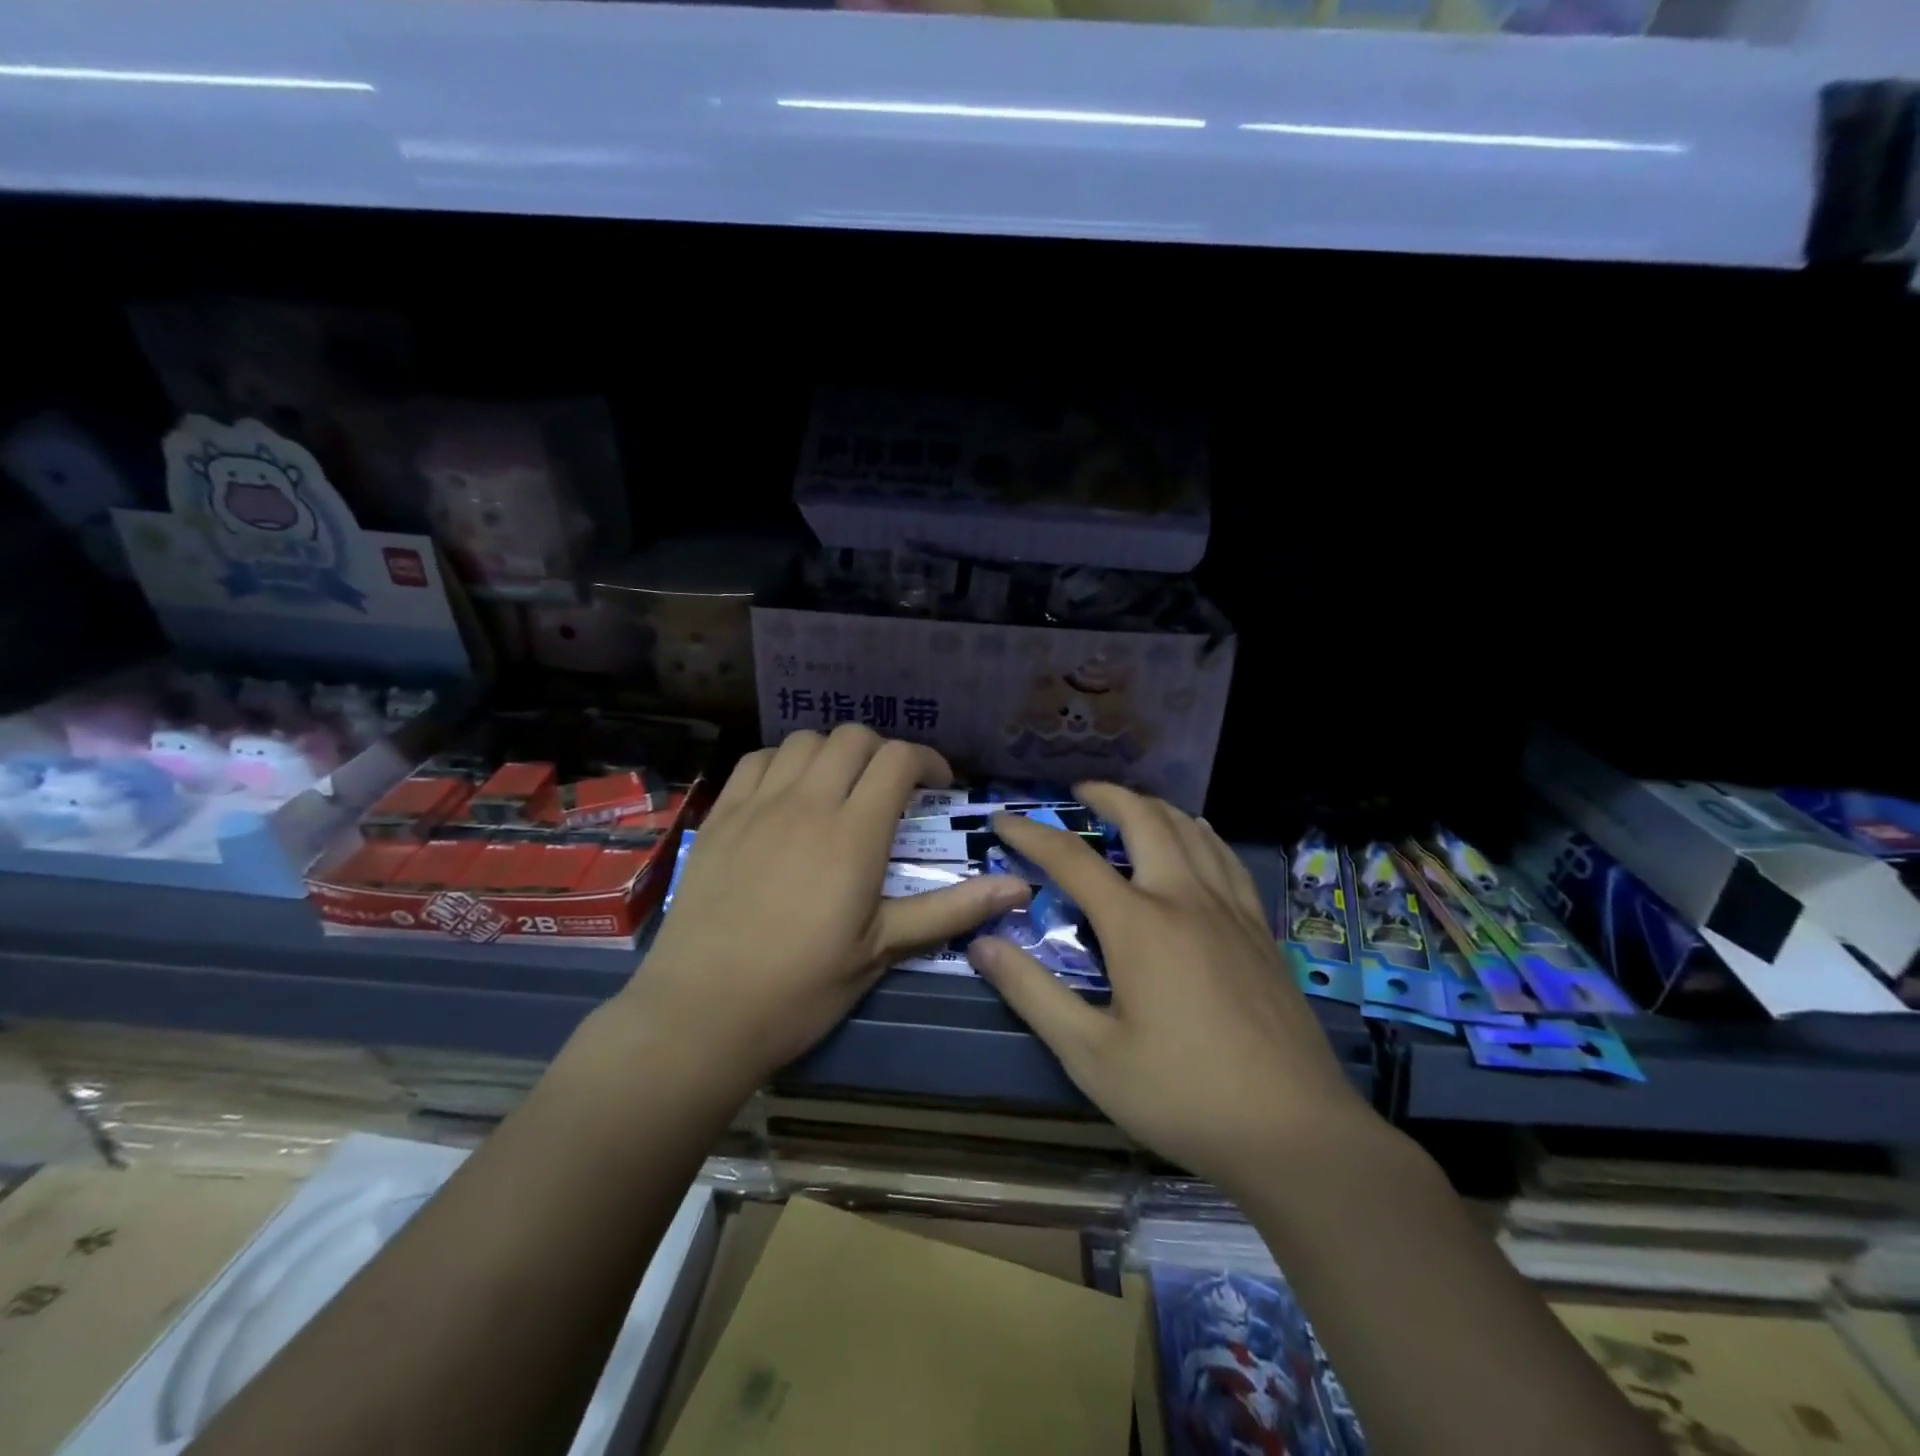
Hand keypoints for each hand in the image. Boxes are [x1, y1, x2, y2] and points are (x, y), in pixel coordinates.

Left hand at [628, 726, 1030, 1093]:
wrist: (701, 1012)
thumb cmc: (801, 988)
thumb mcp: (883, 950)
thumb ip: (951, 909)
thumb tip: (1019, 886)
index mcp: (853, 835)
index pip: (898, 761)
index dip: (927, 761)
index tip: (939, 786)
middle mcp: (807, 803)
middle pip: (852, 737)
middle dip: (883, 751)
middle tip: (892, 788)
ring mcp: (757, 805)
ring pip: (804, 740)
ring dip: (834, 752)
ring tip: (840, 787)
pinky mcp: (720, 816)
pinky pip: (757, 760)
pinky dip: (784, 761)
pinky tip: (788, 793)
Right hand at [967, 783, 1378, 1193]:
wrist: (1295, 1132)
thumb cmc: (1183, 1095)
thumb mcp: (1091, 1055)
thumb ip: (1033, 994)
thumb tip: (983, 944)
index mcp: (1139, 925)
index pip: (1072, 859)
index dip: (1032, 834)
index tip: (1003, 820)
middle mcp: (1185, 899)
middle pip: (1145, 819)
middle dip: (1107, 796)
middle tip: (1078, 793)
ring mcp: (1230, 910)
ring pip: (1190, 830)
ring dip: (1153, 807)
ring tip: (1128, 809)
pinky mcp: (1260, 929)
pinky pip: (1225, 858)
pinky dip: (1198, 834)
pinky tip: (1195, 840)